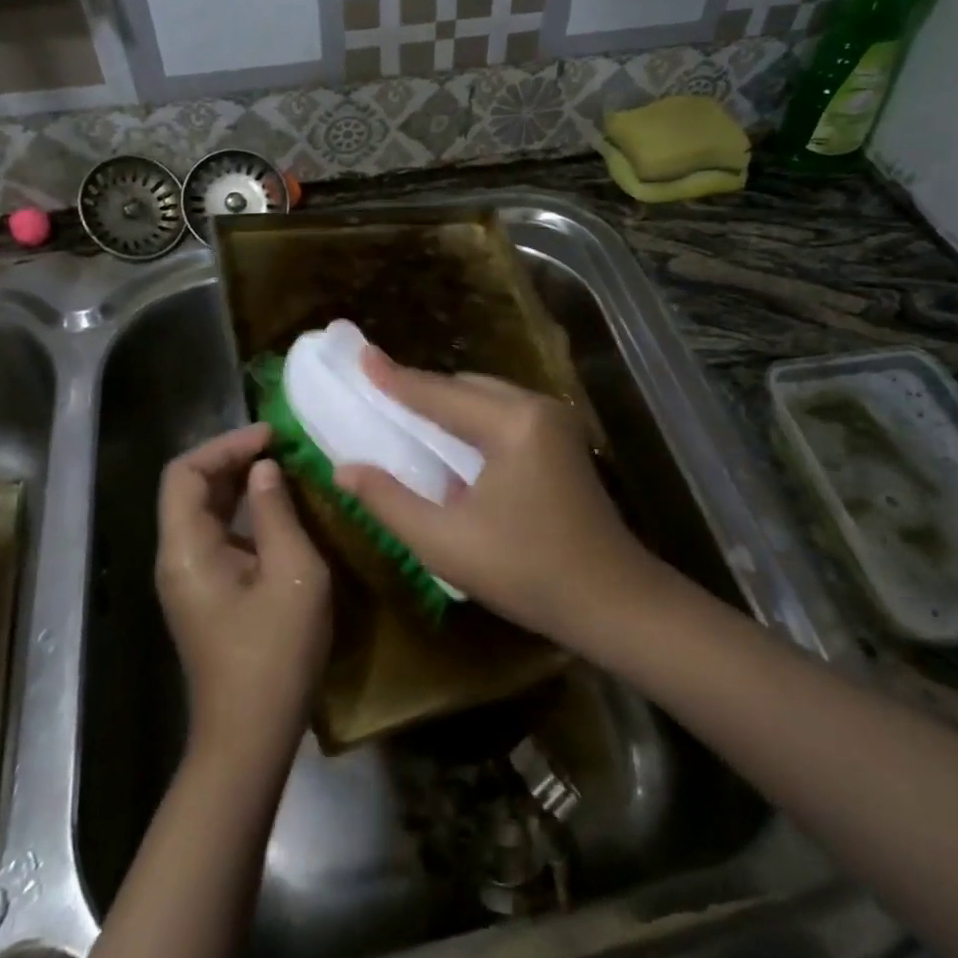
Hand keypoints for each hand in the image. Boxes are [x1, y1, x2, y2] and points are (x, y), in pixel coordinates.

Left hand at [155, 423, 330, 765]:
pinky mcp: (207, 595)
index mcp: (187, 549)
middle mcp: (177, 558)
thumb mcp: (293, 573)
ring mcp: (189, 579)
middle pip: (191, 489)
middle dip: (233, 460)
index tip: (271, 437)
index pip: (185, 473)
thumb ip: (277, 512)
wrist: (251, 736)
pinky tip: (281, 512)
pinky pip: (218, 537)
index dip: (225, 445)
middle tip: (282, 448)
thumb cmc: (276, 653)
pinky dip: (245, 514)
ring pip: (205, 512)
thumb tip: (265, 469)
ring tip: (285, 469)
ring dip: (240, 485)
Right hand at [334, 351, 666, 649]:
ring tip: (406, 418)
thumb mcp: (445, 543)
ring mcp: (556, 422)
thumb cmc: (526, 573)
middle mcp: (537, 408)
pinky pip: (505, 414)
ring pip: (486, 397)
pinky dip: (472, 421)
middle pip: (465, 387)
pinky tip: (451, 443)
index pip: (438, 394)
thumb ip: (389, 500)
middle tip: (378, 396)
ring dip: (447, 406)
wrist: (613, 602)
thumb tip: (344, 469)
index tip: (361, 355)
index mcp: (512, 424)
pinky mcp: (563, 440)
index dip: (394, 378)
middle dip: (421, 391)